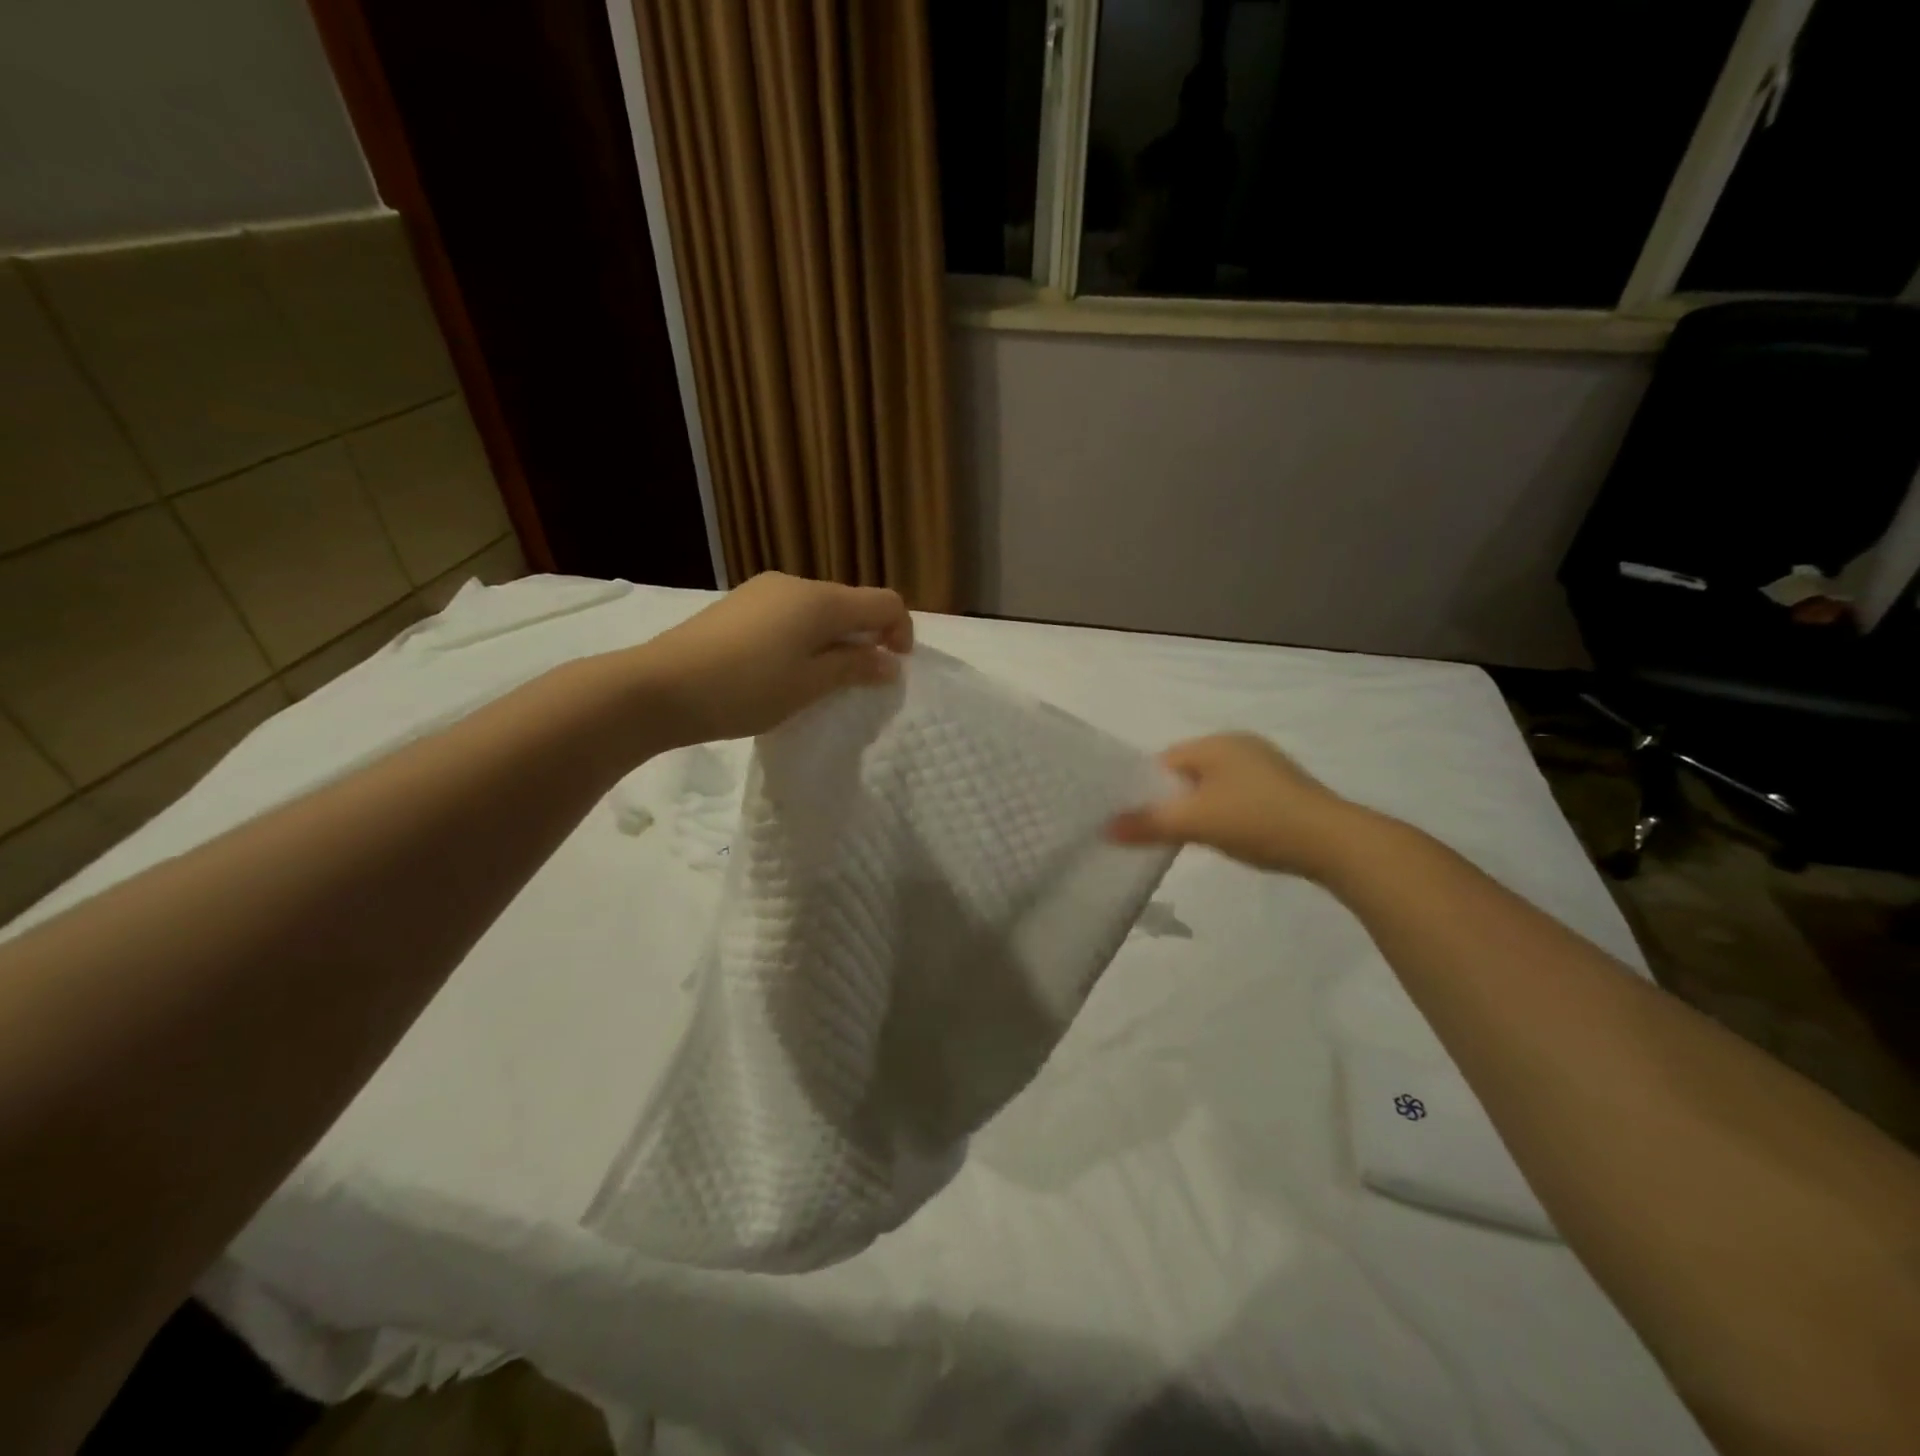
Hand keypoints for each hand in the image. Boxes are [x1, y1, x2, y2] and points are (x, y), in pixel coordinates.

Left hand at [632, 572, 913, 745]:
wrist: (659, 687)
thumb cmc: (745, 689)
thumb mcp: (809, 685)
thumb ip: (855, 668)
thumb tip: (890, 662)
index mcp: (821, 600)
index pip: (885, 602)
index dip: (901, 632)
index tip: (893, 669)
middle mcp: (796, 584)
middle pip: (851, 602)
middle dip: (866, 637)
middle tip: (858, 682)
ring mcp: (763, 590)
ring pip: (819, 609)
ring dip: (834, 639)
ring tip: (819, 680)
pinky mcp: (739, 604)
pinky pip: (790, 614)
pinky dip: (804, 636)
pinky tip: (783, 668)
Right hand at [1107, 732, 1370, 878]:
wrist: (1334, 843)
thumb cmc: (1256, 821)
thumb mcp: (1195, 823)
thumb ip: (1148, 824)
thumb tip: (1104, 829)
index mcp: (1216, 742)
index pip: (1163, 761)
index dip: (1146, 789)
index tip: (1138, 820)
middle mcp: (1240, 744)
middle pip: (1188, 773)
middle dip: (1173, 800)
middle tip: (1164, 832)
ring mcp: (1266, 765)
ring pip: (1214, 786)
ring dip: (1201, 809)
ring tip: (1197, 839)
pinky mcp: (1285, 788)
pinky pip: (1239, 796)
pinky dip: (1227, 814)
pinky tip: (1232, 837)